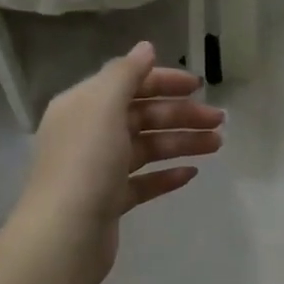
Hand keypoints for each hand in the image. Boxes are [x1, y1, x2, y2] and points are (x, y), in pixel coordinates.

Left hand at [17, 41, 223, 281]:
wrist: (64, 235)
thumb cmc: (85, 163)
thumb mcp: (103, 106)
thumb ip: (126, 73)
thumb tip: (146, 47)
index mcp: (83, 106)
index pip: (127, 83)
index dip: (164, 81)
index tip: (199, 86)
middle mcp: (88, 133)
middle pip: (141, 116)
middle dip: (181, 115)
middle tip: (219, 122)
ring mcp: (98, 170)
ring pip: (146, 148)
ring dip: (181, 142)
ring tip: (216, 146)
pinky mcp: (109, 201)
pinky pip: (143, 181)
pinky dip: (166, 175)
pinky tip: (191, 174)